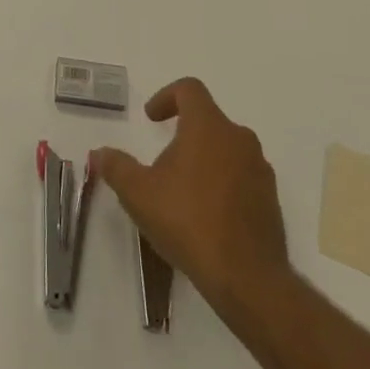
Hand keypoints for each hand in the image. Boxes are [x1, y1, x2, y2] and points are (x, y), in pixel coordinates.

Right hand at [94, 78, 290, 324]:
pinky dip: (223, 185)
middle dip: (184, 135)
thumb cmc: (189, 222)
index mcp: (208, 126)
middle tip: (163, 162)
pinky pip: (242, 178)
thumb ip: (116, 167)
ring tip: (183, 192)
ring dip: (204, 160)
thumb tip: (98, 153)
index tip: (151, 118)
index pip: (190, 89)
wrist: (248, 279)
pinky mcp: (271, 201)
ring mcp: (259, 170)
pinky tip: (207, 217)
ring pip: (227, 150)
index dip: (166, 96)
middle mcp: (239, 138)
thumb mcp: (139, 194)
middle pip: (208, 120)